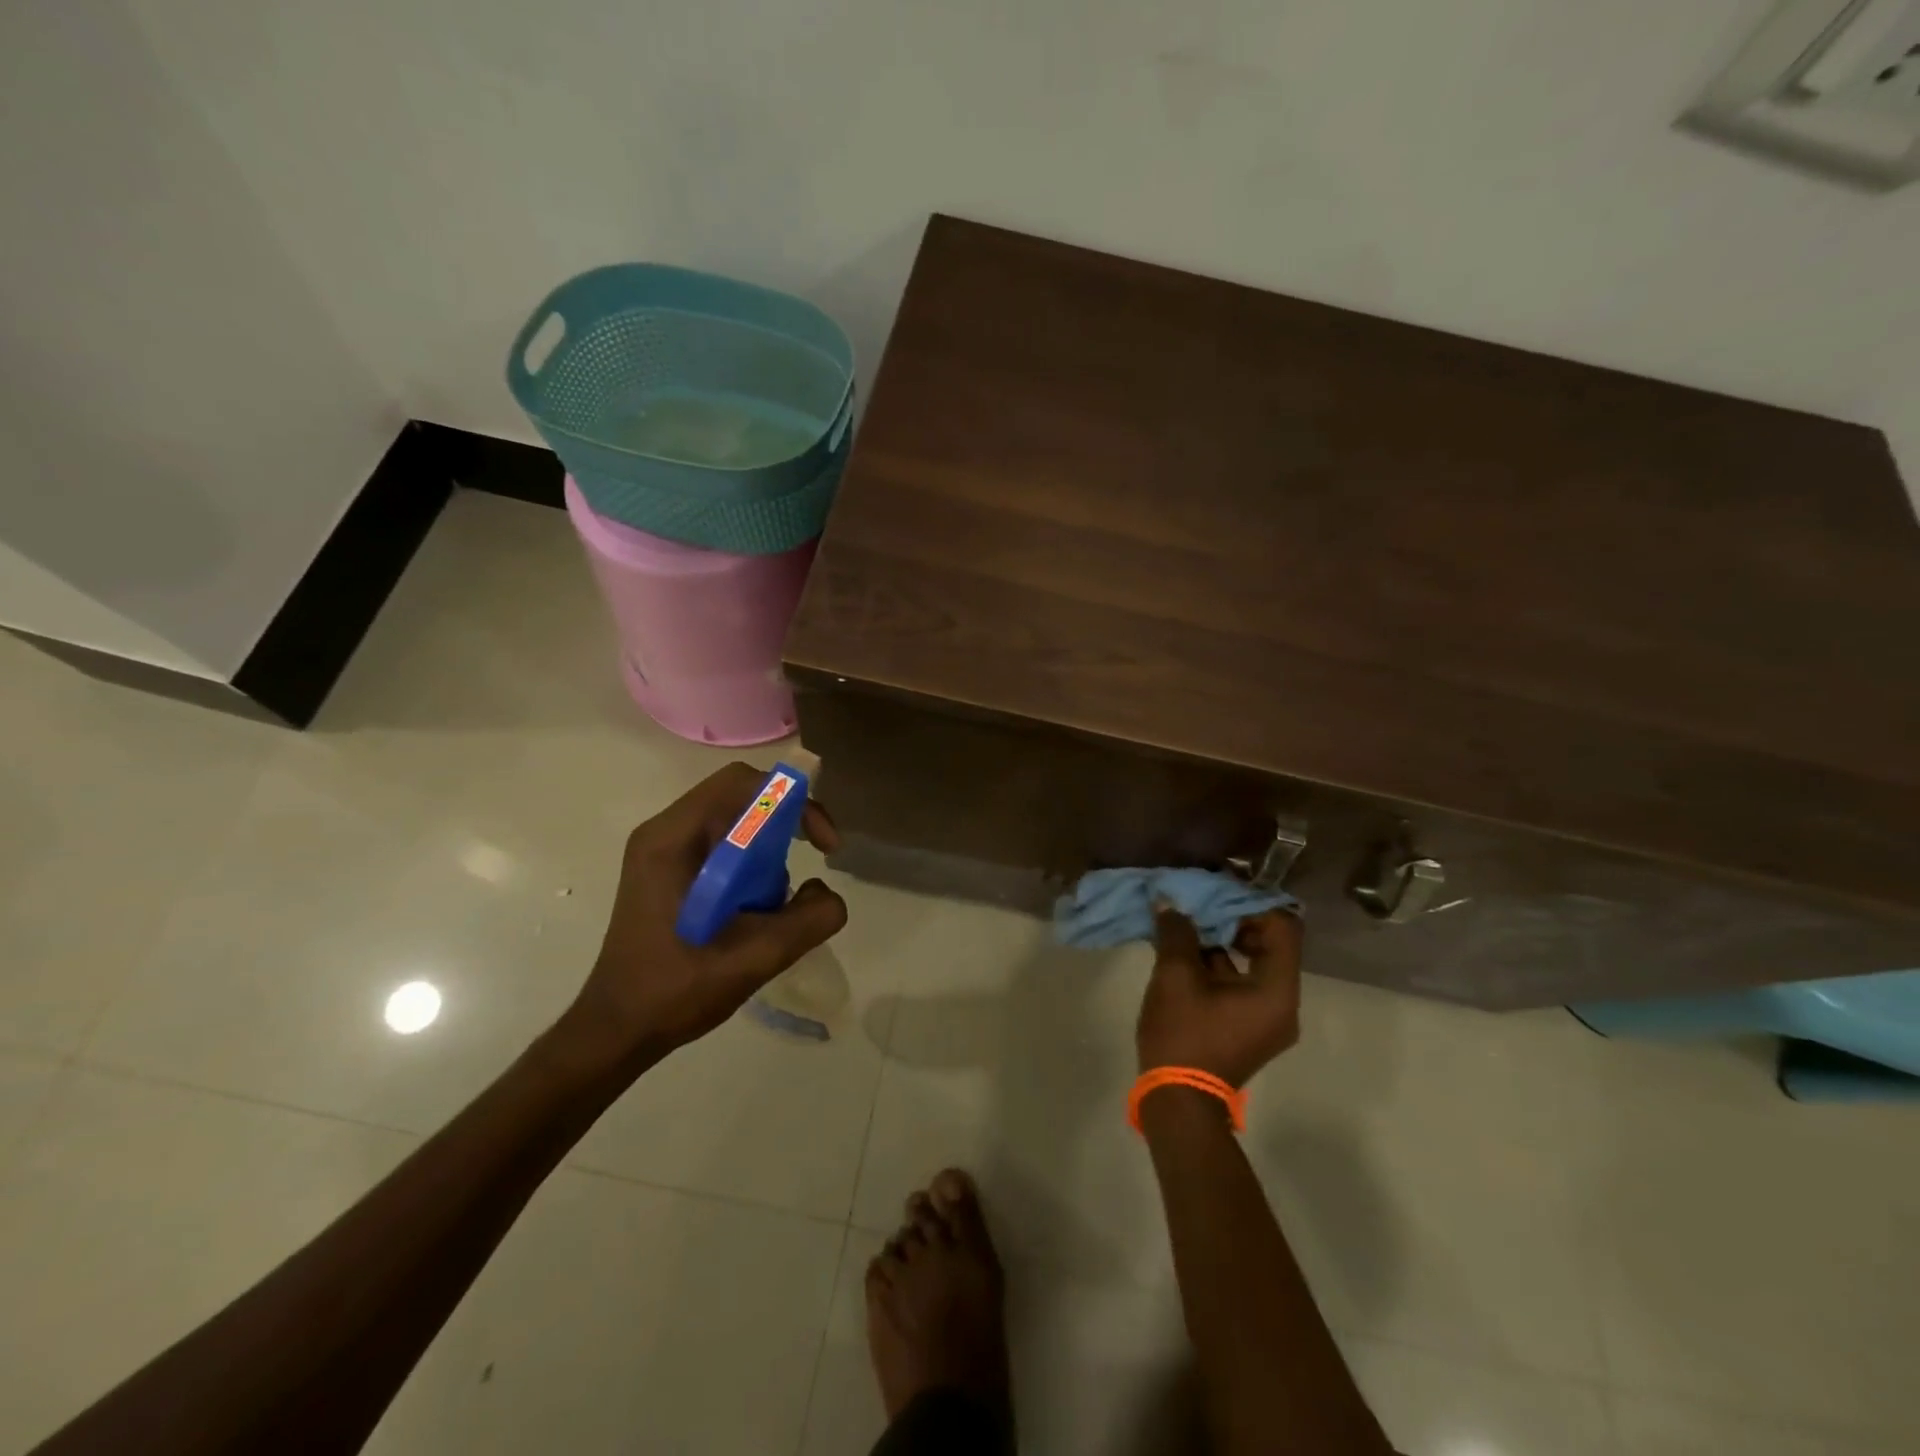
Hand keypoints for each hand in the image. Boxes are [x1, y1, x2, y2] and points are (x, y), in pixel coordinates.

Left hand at [560, 762, 847, 1066]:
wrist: (617, 1031)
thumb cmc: (675, 991)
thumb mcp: (754, 957)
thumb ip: (808, 919)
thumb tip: (828, 894)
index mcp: (672, 839)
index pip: (741, 783)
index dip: (792, 801)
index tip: (820, 844)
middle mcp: (664, 833)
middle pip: (739, 797)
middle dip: (784, 825)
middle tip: (810, 859)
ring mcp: (661, 852)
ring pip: (733, 822)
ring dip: (767, 850)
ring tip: (773, 902)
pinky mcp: (667, 873)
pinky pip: (722, 847)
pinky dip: (750, 866)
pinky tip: (754, 910)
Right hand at [1136, 907, 1302, 1085]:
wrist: (1177, 1101)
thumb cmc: (1184, 1035)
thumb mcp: (1175, 977)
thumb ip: (1177, 933)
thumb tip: (1169, 903)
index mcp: (1277, 990)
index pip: (1283, 928)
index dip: (1252, 904)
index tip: (1218, 891)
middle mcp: (1282, 1002)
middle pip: (1270, 943)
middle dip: (1234, 918)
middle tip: (1201, 901)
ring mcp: (1266, 1017)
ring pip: (1253, 962)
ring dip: (1223, 939)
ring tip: (1188, 920)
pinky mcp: (1247, 1025)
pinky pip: (1241, 981)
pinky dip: (1218, 963)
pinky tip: (1184, 948)